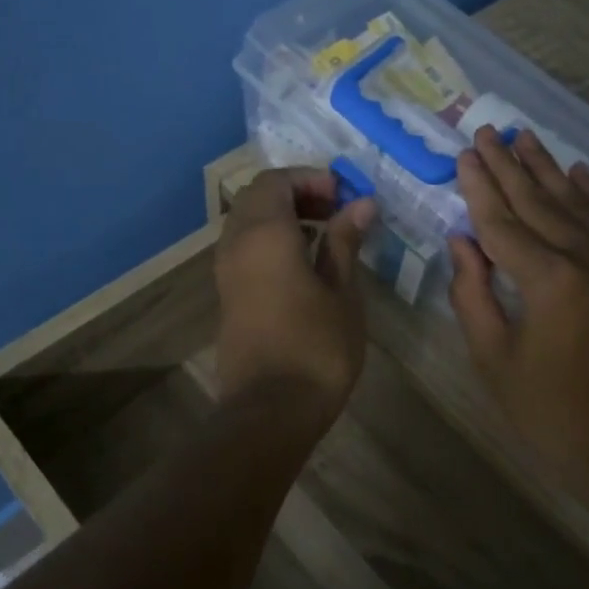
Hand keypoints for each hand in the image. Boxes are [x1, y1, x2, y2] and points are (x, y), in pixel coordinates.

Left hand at [215, 167, 377, 414]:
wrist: (270, 410)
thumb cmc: (316, 348)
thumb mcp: (342, 292)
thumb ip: (345, 241)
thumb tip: (361, 204)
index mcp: (264, 234)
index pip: (276, 180)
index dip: (310, 178)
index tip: (345, 195)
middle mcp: (236, 243)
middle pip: (258, 197)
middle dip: (297, 193)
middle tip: (336, 209)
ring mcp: (226, 270)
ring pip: (248, 221)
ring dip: (283, 216)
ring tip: (325, 234)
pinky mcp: (227, 294)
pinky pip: (245, 247)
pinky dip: (271, 239)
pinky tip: (305, 262)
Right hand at [449, 127, 588, 475]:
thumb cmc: (546, 408)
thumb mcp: (492, 356)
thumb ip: (471, 292)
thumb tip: (461, 239)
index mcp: (547, 280)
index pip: (501, 221)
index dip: (479, 186)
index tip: (465, 153)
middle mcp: (586, 257)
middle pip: (538, 201)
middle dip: (508, 165)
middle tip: (488, 130)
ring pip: (575, 202)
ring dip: (547, 167)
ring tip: (524, 137)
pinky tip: (579, 171)